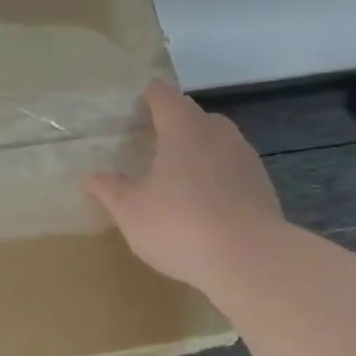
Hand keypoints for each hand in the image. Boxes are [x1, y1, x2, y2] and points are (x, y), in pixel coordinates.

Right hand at [86, 80, 282, 290]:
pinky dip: (217, 177)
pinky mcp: (262, 185)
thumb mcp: (132, 212)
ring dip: (198, 151)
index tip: (136, 106)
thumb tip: (92, 177)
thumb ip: (111, 190)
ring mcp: (245, 158)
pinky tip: (205, 204)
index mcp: (183, 129)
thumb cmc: (180, 226)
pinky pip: (232, 169)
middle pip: (194, 116)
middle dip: (174, 125)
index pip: (164, 96)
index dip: (149, 96)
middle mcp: (218, 134)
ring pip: (217, 142)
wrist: (250, 259)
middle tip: (152, 144)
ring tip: (178, 176)